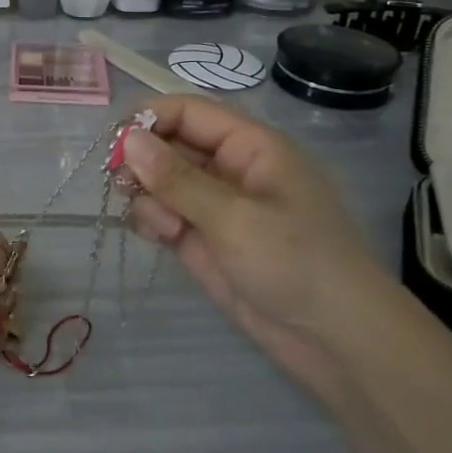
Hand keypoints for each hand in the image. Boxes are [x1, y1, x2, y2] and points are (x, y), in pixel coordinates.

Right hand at [121, 96, 400, 394]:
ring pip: (159, 180)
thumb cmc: (295, 262)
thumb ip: (176, 179)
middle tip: (122, 186)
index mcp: (249, 146)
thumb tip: (127, 140)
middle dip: (143, 161)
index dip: (150, 119)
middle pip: (168, 144)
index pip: (188, 112)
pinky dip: (152, 220)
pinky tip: (161, 238)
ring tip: (163, 227)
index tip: (115, 143)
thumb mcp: (233, 216)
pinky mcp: (201, 238)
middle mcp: (228, 168)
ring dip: (148, 196)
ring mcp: (213, 205)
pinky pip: (162, 213)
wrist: (336, 340)